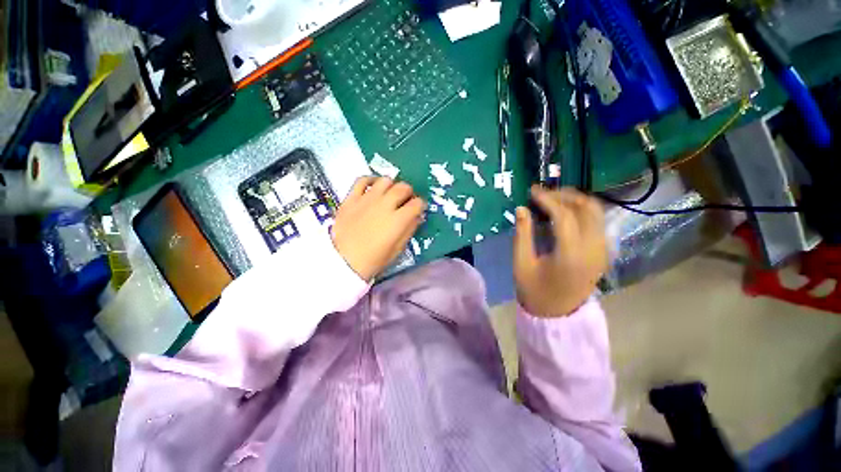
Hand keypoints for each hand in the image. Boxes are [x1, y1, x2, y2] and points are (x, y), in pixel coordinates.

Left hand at [332, 176, 425, 280]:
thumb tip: (417, 216)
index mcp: (398, 220)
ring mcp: (367, 199)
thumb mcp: (397, 249)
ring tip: (390, 193)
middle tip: (406, 200)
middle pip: (403, 188)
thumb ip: (409, 230)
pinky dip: (370, 180)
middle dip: (409, 193)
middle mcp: (385, 205)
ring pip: (385, 181)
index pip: (417, 203)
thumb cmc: (373, 260)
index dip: (421, 205)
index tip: (419, 209)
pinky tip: (373, 186)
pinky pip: (362, 180)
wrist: (343, 261)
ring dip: (392, 185)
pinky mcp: (351, 198)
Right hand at [513, 186, 607, 317]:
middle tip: (543, 193)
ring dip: (576, 200)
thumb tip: (522, 209)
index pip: (563, 216)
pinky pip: (598, 221)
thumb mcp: (521, 263)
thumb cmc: (535, 290)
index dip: (547, 199)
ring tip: (553, 198)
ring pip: (597, 212)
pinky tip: (565, 211)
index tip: (532, 191)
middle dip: (564, 195)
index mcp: (571, 255)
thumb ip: (522, 235)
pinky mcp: (603, 251)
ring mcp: (602, 250)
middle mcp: (593, 249)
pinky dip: (583, 210)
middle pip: (587, 208)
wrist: (558, 314)